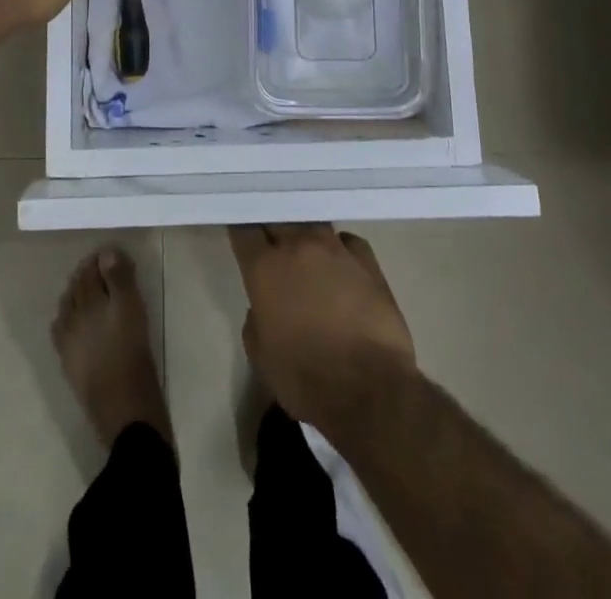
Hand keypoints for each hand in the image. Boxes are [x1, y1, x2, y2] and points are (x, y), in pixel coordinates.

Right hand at [229, 223, 416, 435]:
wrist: (370, 391)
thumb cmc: (306, 379)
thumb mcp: (261, 357)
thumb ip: (255, 322)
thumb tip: (262, 308)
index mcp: (265, 268)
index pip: (244, 230)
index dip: (241, 230)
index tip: (242, 235)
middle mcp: (297, 247)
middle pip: (278, 219)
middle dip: (271, 227)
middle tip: (271, 242)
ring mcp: (335, 249)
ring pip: (312, 224)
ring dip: (305, 235)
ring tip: (306, 250)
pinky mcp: (367, 261)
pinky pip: (347, 241)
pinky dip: (340, 248)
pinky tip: (341, 264)